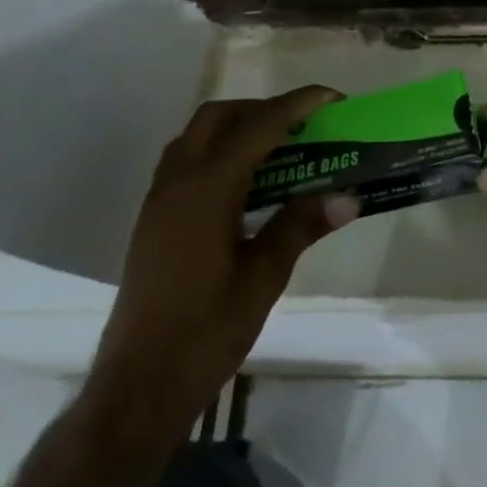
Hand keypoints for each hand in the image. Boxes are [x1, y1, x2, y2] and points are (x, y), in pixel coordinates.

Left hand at [85, 86, 358, 451]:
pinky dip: (221, 151)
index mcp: (206, 190)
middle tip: (304, 125)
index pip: (258, 127)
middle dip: (264, 109)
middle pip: (219, 117)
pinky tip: (248, 185)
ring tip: (281, 149)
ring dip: (239, 127)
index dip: (297, 105)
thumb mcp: (264, 278)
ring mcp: (159, 200)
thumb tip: (348, 195)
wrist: (138, 388)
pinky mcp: (153, 220)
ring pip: (198, 136)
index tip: (333, 98)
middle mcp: (177, 182)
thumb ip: (302, 226)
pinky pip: (188, 161)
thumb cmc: (205, 332)